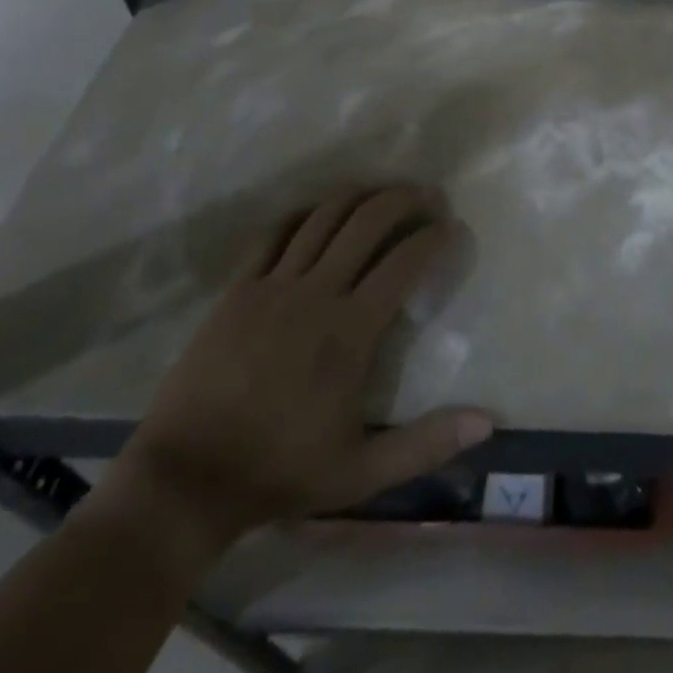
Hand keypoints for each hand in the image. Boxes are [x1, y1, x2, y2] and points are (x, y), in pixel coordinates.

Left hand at [91, 186, 492, 564]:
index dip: (434, 237)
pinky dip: (304, 214)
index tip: (451, 228)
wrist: (185, 479)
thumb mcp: (361, 472)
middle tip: (427, 196)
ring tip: (382, 194)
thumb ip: (426, 444)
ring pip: (324, 217)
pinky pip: (275, 234)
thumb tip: (487, 422)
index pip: (404, 262)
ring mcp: (272, 286)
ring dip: (360, 196)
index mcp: (350, 331)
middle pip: (367, 222)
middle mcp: (316, 293)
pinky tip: (320, 213)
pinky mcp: (238, 289)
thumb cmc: (279, 472)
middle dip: (404, 199)